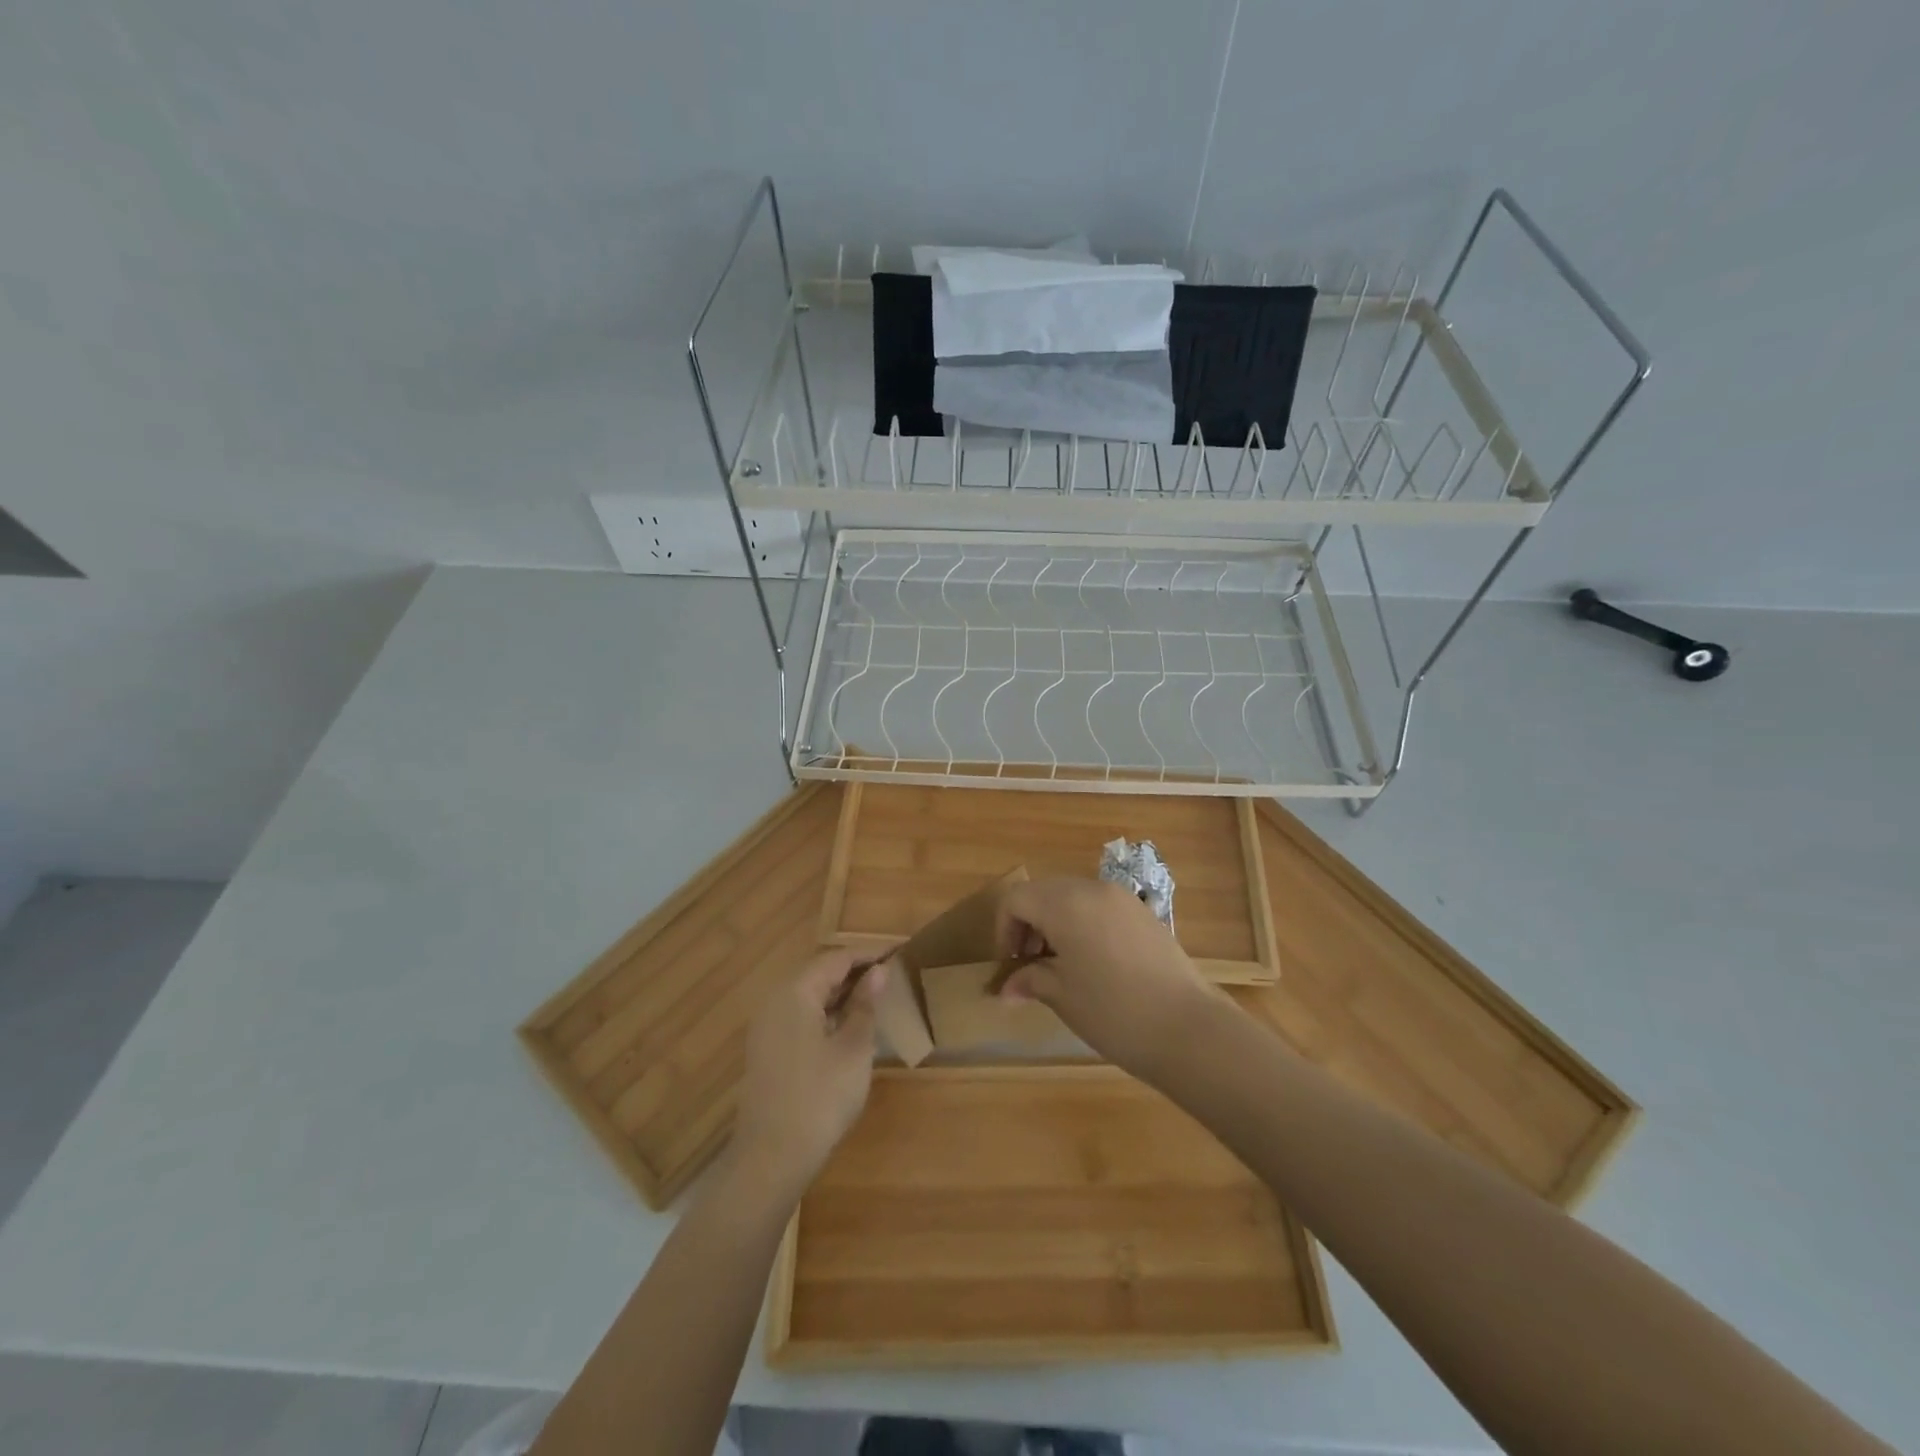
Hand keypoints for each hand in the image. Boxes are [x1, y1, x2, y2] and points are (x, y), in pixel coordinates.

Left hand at [731, 948, 881, 1202]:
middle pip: (819, 973)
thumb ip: (865, 1005)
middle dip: (855, 972)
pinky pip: (800, 1015)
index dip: (869, 955)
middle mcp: (775, 1000)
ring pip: (809, 995)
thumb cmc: (820, 1097)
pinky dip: (825, 1013)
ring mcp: (767, 1026)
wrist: (772, 1158)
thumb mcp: (854, 1048)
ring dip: (841, 993)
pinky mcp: (767, 1049)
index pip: (836, 959)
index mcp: (795, 991)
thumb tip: (879, 972)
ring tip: (876, 999)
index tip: (899, 954)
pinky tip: (848, 1026)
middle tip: (891, 977)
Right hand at [997, 877, 1222, 1080]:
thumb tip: (1006, 988)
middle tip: (1030, 965)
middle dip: (1029, 924)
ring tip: (1060, 966)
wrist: (1188, 1027)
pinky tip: (1093, 963)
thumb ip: (1030, 980)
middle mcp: (1091, 889)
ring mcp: (1122, 898)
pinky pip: (1100, 907)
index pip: (1016, 899)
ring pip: (1073, 897)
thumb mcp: (1062, 996)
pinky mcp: (1144, 913)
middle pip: (1044, 892)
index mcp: (1064, 903)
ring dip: (1056, 923)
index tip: (1010, 965)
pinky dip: (1084, 924)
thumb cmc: (1113, 1011)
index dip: (1004, 930)